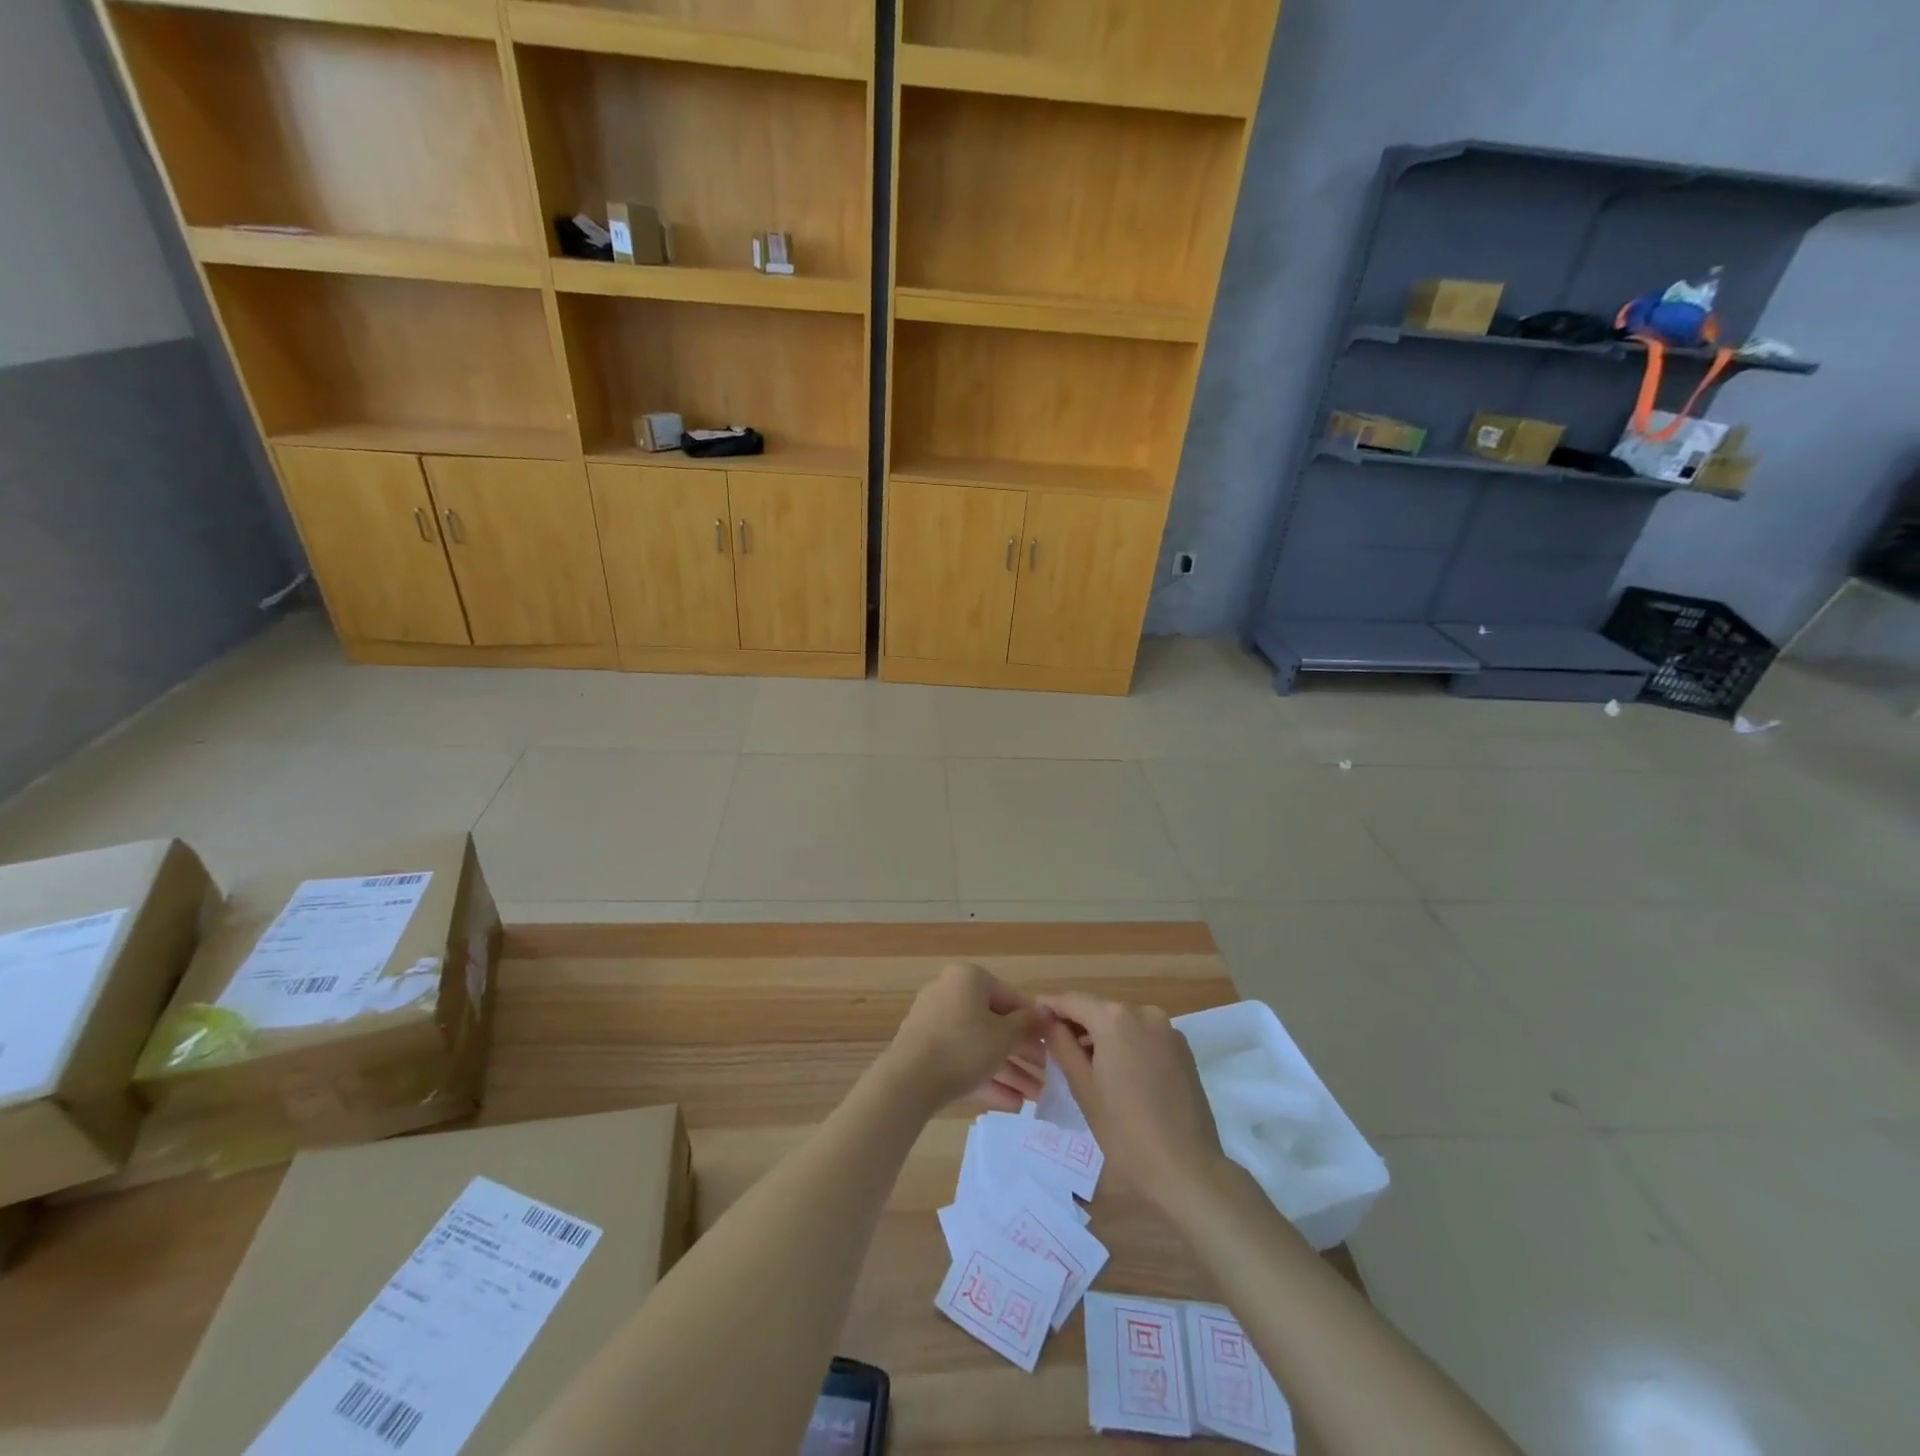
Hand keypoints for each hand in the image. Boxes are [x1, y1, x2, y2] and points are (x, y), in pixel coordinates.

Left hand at [881, 963, 1049, 1113]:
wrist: (909, 1080)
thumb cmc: (964, 1045)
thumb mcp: (1005, 1035)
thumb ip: (1028, 1024)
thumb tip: (1044, 1014)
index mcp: (968, 979)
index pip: (1011, 997)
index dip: (1035, 1023)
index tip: (1053, 1045)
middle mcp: (950, 993)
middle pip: (995, 1025)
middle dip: (1023, 1054)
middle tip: (1047, 1077)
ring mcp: (934, 1024)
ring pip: (980, 1047)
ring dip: (1010, 1072)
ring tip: (1034, 1099)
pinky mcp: (925, 1052)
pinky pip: (962, 1061)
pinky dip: (986, 1079)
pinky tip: (1012, 1105)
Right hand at [1040, 993, 1229, 1217]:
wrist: (1188, 1169)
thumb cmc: (1125, 1132)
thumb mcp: (1083, 1088)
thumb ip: (1061, 1045)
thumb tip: (1047, 1020)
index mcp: (1115, 1018)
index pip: (1072, 1000)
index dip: (1049, 1006)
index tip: (1031, 1018)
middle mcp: (1144, 1012)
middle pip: (1099, 1009)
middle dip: (1076, 1024)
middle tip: (1054, 1047)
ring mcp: (1168, 1029)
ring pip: (1123, 1022)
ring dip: (1102, 1035)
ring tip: (1085, 1065)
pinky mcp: (1183, 1049)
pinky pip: (1144, 1035)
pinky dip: (1126, 1044)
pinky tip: (1119, 1074)